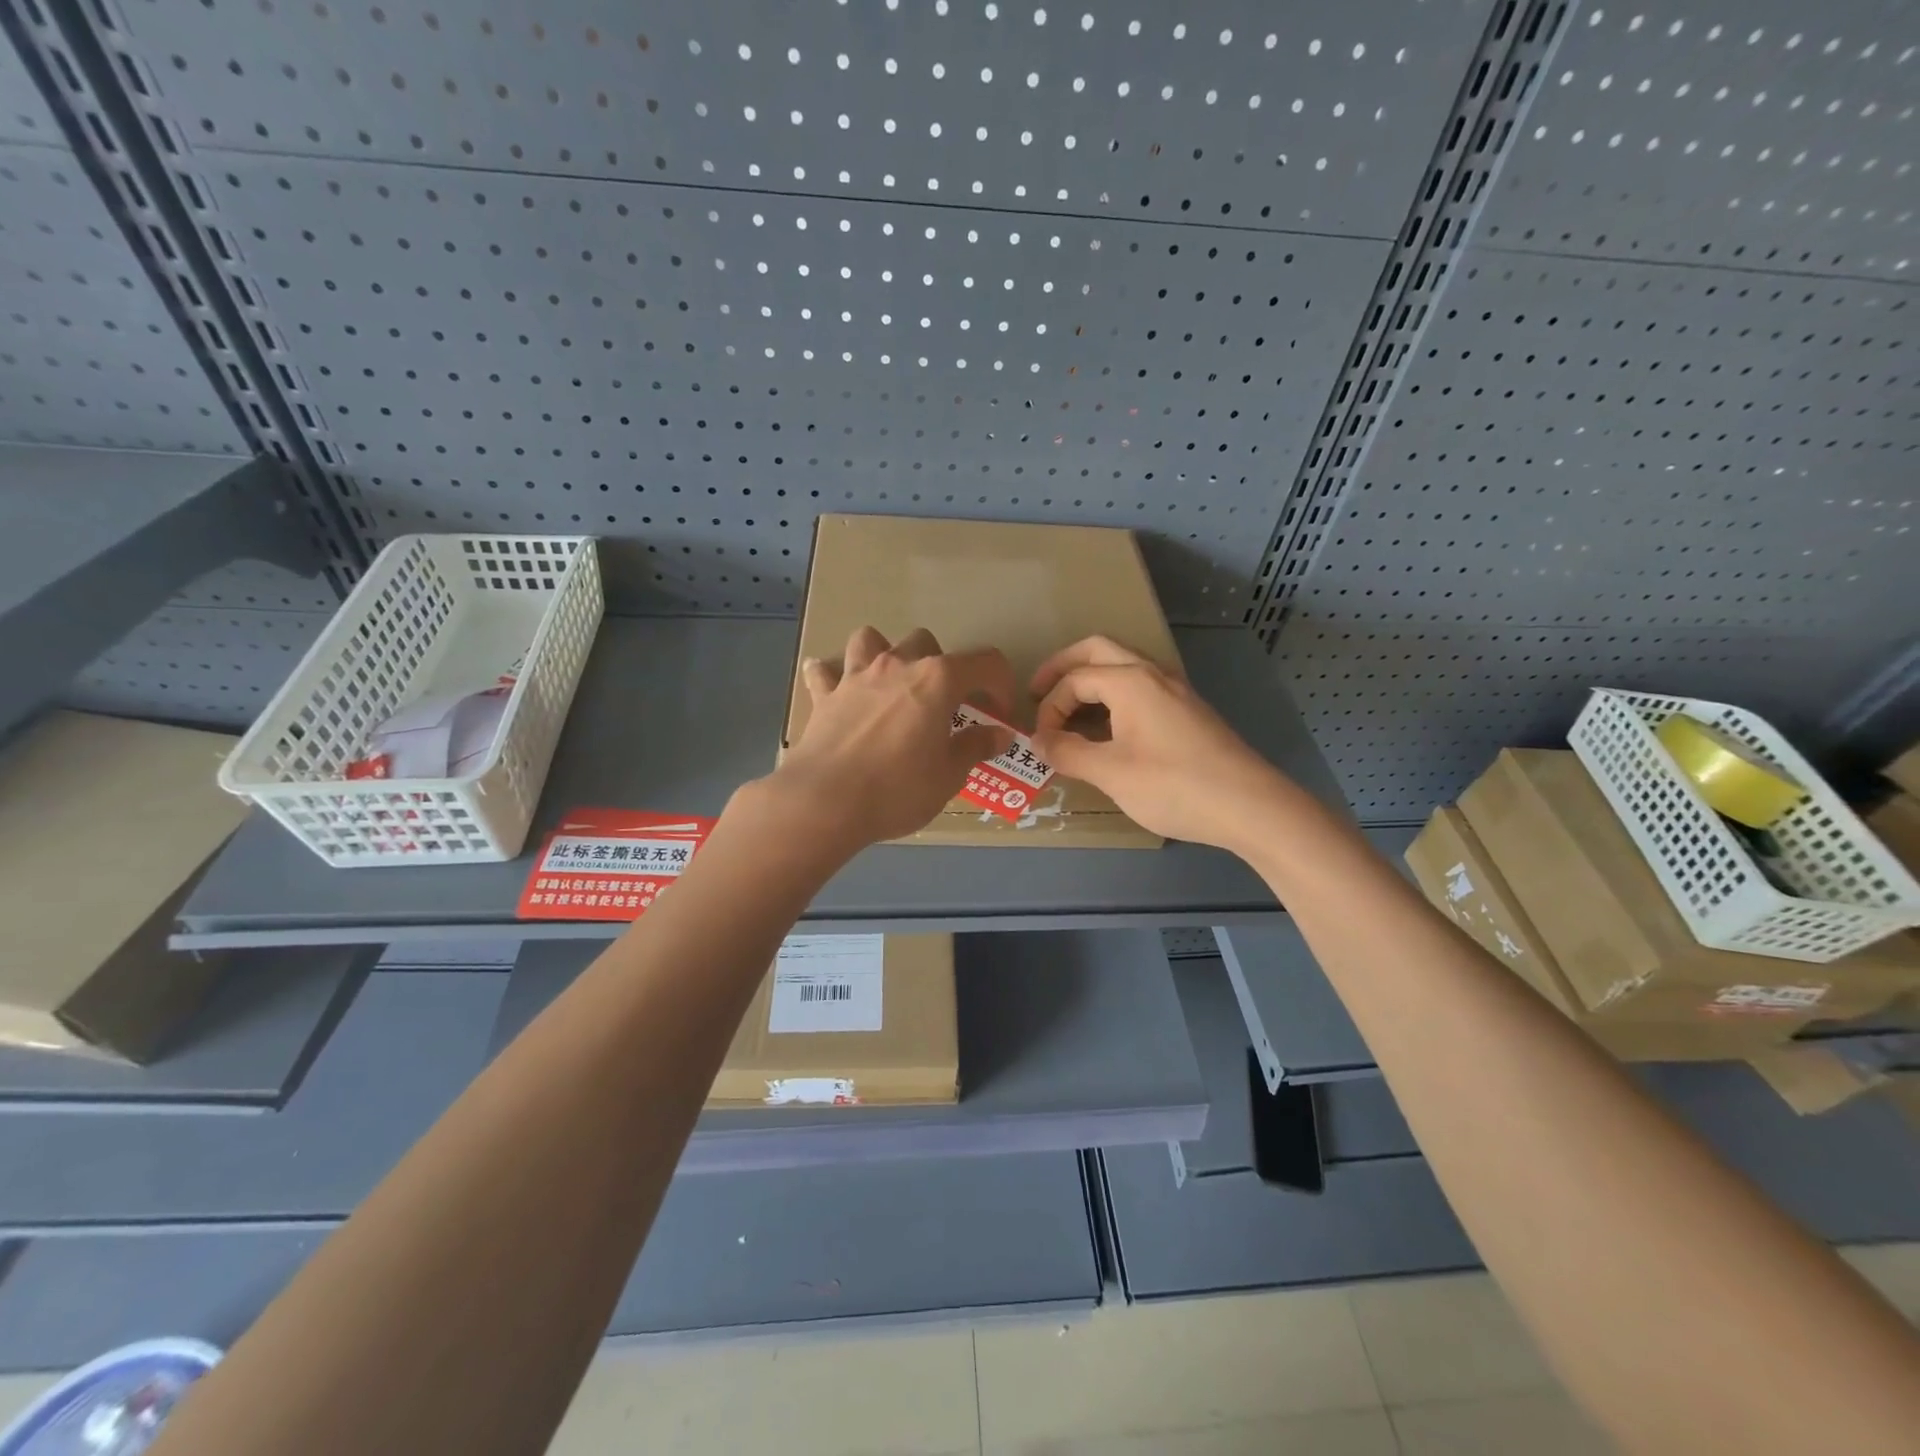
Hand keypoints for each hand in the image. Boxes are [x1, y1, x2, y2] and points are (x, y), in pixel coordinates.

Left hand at [771, 626, 1017, 848]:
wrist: (825, 802)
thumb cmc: (898, 789)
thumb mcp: (949, 775)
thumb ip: (975, 747)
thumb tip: (1000, 734)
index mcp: (937, 680)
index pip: (985, 662)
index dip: (999, 684)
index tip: (998, 713)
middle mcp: (897, 665)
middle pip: (926, 643)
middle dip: (940, 667)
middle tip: (942, 705)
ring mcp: (856, 676)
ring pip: (870, 639)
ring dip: (883, 653)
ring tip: (889, 684)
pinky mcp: (824, 696)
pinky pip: (825, 672)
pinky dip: (831, 676)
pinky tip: (835, 688)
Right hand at [1028, 636, 1289, 852]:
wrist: (1249, 806)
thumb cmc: (1174, 785)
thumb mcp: (1111, 773)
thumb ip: (1068, 753)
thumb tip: (1038, 742)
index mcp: (1130, 681)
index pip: (1075, 679)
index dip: (1049, 707)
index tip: (1041, 742)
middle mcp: (1153, 674)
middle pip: (1098, 650)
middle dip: (1063, 667)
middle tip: (1038, 692)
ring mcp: (1175, 690)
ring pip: (1123, 667)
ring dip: (1091, 680)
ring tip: (1069, 711)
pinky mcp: (1188, 711)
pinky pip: (1140, 688)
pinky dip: (1113, 697)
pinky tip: (1108, 729)